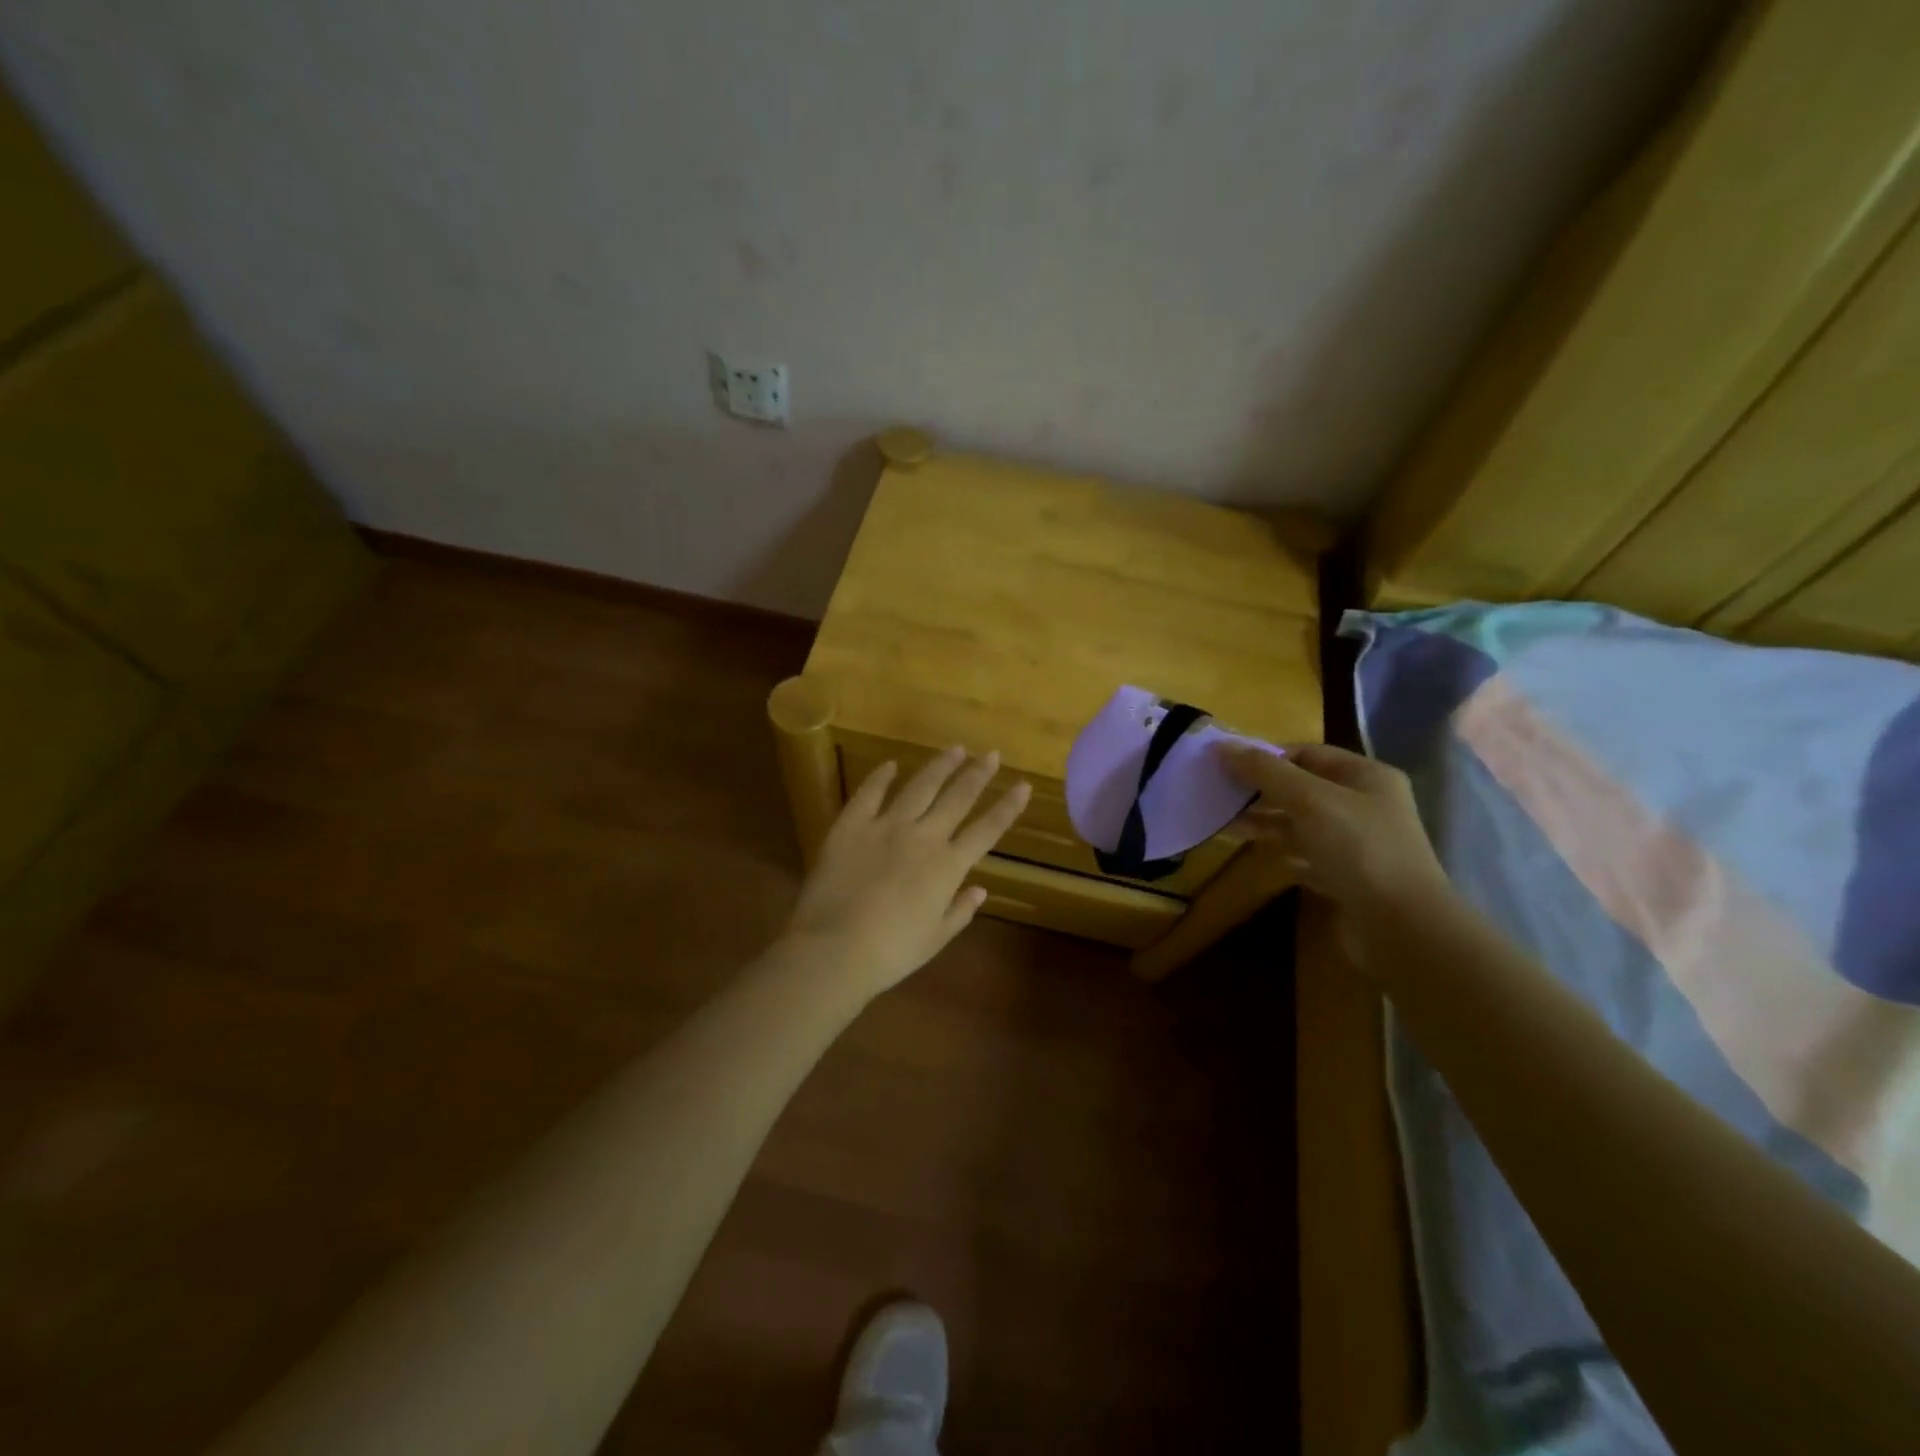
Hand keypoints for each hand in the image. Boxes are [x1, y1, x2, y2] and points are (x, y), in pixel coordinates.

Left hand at [784, 747, 1030, 997]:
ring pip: (920, 786)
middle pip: (957, 797)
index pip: (987, 829)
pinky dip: (881, 776)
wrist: (835, 947)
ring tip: (954, 748)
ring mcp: (886, 825)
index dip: (1007, 807)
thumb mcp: (935, 938)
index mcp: (948, 866)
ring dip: (939, 766)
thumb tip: (979, 890)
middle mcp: (923, 836)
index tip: (1023, 785)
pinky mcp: (851, 824)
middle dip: (978, 774)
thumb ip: (959, 911)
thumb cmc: (891, 952)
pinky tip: (891, 764)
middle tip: (991, 753)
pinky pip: (870, 792)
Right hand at [1218, 741, 1451, 965]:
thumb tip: (1222, 745)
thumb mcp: (1309, 800)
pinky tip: (1254, 851)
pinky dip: (1280, 849)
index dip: (1266, 756)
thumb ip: (1266, 771)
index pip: (1307, 753)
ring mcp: (1357, 842)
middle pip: (1302, 787)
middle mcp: (1364, 804)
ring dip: (1265, 820)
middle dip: (1261, 789)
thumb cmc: (1358, 848)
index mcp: (1366, 776)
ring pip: (1301, 821)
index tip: (1226, 766)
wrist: (1401, 926)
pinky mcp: (1348, 875)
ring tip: (1225, 823)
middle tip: (1219, 794)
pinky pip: (1306, 853)